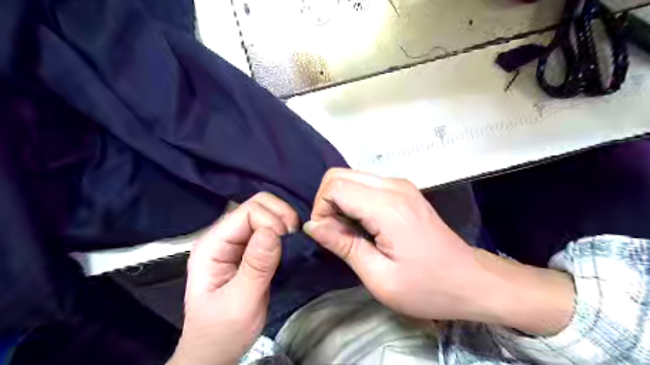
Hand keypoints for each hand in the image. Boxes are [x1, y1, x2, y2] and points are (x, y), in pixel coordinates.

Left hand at [166, 193, 298, 363]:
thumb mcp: (240, 303)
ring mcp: (236, 241)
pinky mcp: (248, 248)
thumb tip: (273, 231)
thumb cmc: (222, 330)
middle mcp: (223, 236)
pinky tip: (289, 242)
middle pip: (256, 204)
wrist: (216, 349)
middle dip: (279, 214)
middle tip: (293, 236)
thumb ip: (256, 266)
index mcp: (213, 245)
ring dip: (283, 220)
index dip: (271, 221)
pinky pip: (269, 226)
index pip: (247, 211)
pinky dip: (283, 229)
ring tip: (292, 239)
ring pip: (264, 211)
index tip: (286, 241)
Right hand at [305, 169, 572, 334]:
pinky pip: (366, 185)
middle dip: (327, 202)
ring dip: (341, 202)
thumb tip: (313, 226)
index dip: (321, 210)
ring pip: (351, 177)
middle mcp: (393, 186)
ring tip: (351, 232)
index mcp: (387, 207)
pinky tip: (364, 225)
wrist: (471, 280)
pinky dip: (355, 200)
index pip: (335, 186)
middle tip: (336, 233)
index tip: (329, 236)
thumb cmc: (428, 287)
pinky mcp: (404, 190)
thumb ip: (343, 246)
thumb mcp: (380, 278)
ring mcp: (401, 185)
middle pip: (340, 175)